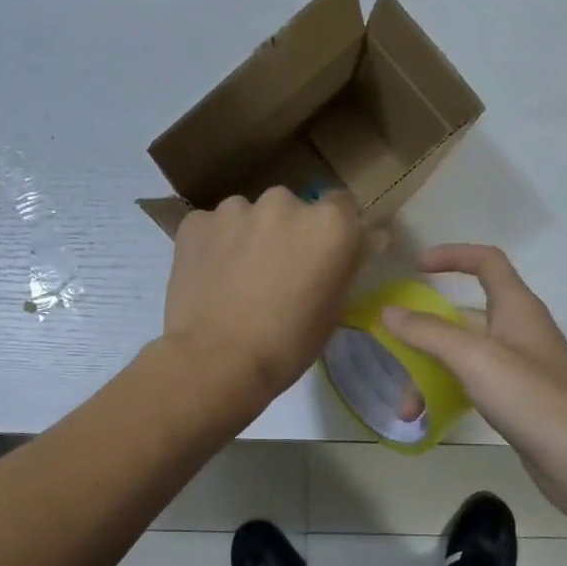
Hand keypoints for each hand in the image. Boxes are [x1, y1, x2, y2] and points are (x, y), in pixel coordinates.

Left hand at [164, 189, 375, 410]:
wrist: (216, 362)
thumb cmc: (288, 344)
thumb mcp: (334, 308)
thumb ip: (350, 263)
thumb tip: (370, 237)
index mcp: (328, 223)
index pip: (343, 205)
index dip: (335, 230)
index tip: (325, 255)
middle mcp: (284, 202)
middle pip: (293, 208)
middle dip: (289, 232)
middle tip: (279, 273)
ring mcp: (235, 209)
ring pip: (249, 216)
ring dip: (250, 236)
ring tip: (239, 279)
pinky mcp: (196, 222)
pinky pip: (214, 227)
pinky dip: (215, 245)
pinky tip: (211, 278)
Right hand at [381, 245, 566, 523]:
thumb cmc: (532, 398)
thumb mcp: (475, 359)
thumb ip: (429, 332)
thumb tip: (388, 311)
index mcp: (517, 307)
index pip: (486, 262)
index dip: (451, 256)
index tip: (414, 267)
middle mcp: (518, 330)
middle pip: (463, 317)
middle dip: (424, 334)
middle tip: (392, 352)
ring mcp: (519, 367)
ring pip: (463, 356)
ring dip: (430, 374)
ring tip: (406, 410)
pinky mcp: (517, 399)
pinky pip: (472, 383)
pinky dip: (447, 393)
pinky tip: (428, 418)